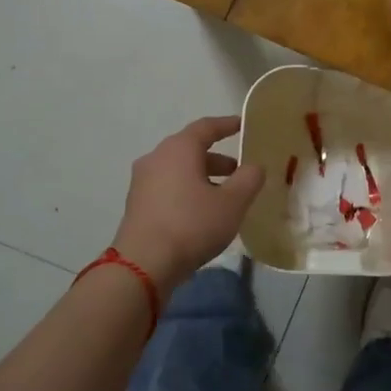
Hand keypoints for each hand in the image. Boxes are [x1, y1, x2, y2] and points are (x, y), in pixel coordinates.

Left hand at [111, 116, 264, 295]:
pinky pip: (168, 187)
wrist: (143, 265)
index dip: (227, 125)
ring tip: (224, 196)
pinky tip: (202, 213)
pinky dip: (187, 191)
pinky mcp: (137, 204)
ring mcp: (142, 182)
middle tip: (240, 172)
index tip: (243, 125)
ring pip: (179, 170)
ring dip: (203, 177)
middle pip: (191, 149)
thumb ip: (249, 178)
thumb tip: (254, 166)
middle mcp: (157, 158)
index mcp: (179, 149)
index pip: (206, 127)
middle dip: (217, 159)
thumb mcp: (233, 202)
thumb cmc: (192, 225)